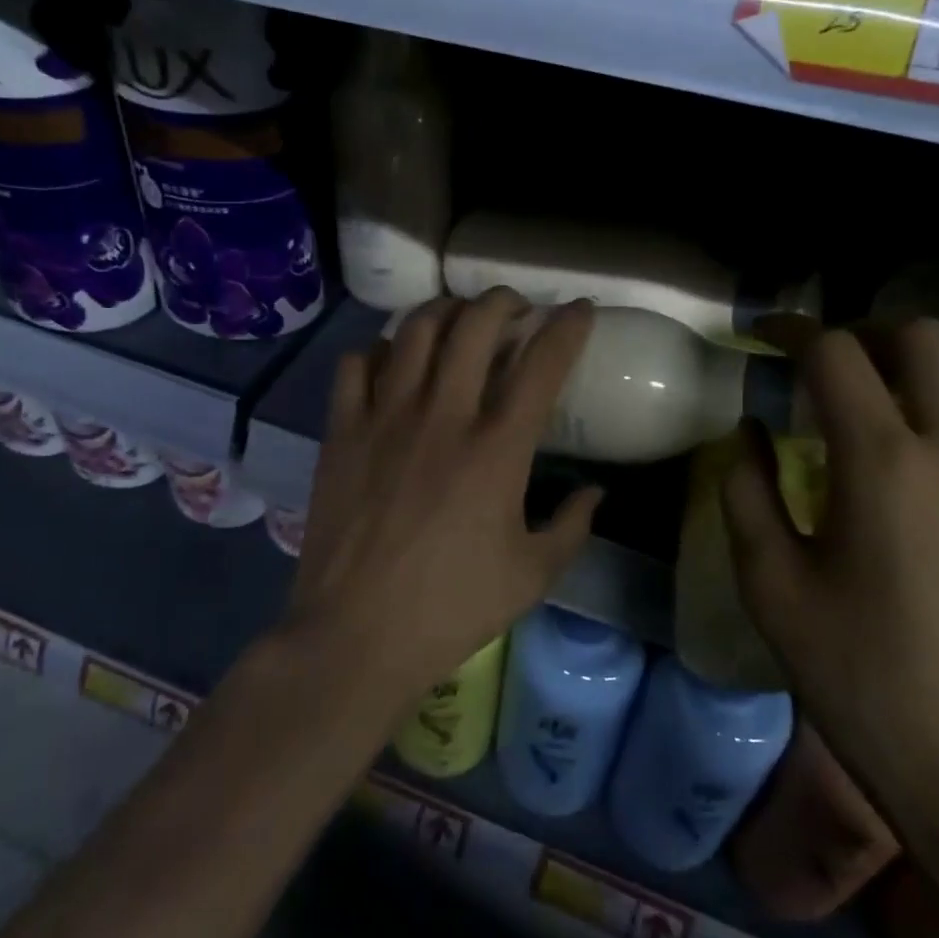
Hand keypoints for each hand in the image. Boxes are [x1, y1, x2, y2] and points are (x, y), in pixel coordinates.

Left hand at [281, 290, 602, 707]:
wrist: (355, 636)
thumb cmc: (451, 608)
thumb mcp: (532, 576)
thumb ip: (572, 526)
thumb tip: (596, 492)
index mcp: (497, 449)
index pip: (542, 364)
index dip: (568, 327)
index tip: (579, 309)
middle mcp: (443, 416)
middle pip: (475, 325)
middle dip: (502, 301)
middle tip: (514, 307)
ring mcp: (385, 418)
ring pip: (416, 331)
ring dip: (444, 311)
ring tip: (458, 318)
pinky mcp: (342, 431)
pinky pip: (357, 364)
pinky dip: (381, 350)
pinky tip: (393, 363)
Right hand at [722, 318, 938, 821]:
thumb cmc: (859, 676)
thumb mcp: (770, 584)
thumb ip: (746, 490)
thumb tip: (749, 430)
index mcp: (885, 464)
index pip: (838, 354)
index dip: (794, 331)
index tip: (766, 337)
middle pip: (924, 337)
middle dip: (866, 334)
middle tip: (826, 369)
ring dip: (914, 371)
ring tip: (871, 412)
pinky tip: (920, 482)